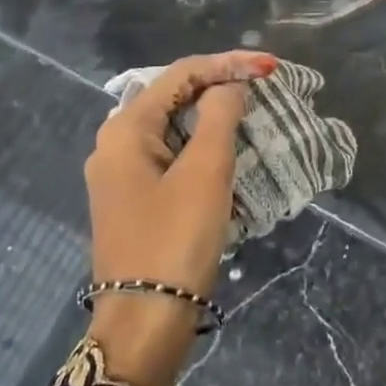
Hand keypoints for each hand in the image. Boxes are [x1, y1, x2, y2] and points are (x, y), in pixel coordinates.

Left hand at [82, 50, 274, 385]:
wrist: (145, 321)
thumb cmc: (176, 238)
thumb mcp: (205, 171)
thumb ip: (219, 116)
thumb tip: (230, 85)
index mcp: (125, 129)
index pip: (180, 74)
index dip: (226, 64)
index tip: (270, 67)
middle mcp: (114, 144)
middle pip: (172, 97)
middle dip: (219, 87)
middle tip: (264, 88)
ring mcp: (121, 174)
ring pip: (173, 128)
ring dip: (213, 117)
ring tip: (254, 114)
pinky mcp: (133, 199)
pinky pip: (171, 155)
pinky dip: (201, 146)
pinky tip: (229, 152)